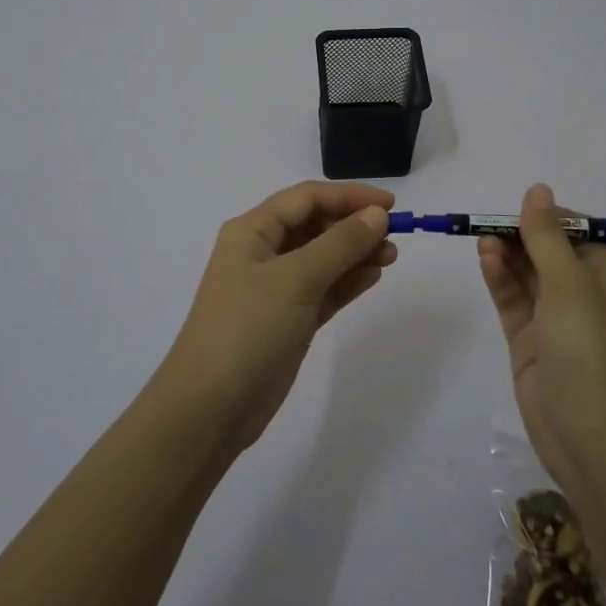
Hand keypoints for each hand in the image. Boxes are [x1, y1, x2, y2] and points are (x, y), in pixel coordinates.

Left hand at [155, 181, 397, 455]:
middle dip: (354, 226)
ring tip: (391, 257)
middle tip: (394, 237)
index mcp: (252, 232)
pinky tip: (373, 277)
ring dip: (355, 253)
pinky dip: (347, 281)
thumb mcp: (296, 280)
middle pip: (314, 225)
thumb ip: (339, 244)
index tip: (390, 205)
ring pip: (322, 259)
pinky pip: (323, 289)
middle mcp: (261, 253)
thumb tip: (376, 215)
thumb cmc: (248, 330)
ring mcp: (274, 289)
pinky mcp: (287, 320)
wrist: (210, 409)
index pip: (306, 198)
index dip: (348, 196)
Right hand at [478, 183, 605, 492]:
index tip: (518, 210)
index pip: (577, 231)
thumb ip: (548, 237)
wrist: (591, 439)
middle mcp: (580, 293)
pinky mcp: (528, 341)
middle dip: (520, 234)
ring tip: (482, 240)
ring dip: (506, 254)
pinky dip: (499, 279)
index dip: (549, 217)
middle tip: (488, 225)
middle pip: (546, 250)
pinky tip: (485, 260)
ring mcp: (552, 318)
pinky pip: (511, 300)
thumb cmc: (589, 352)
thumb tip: (538, 189)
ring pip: (525, 273)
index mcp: (604, 276)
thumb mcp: (570, 285)